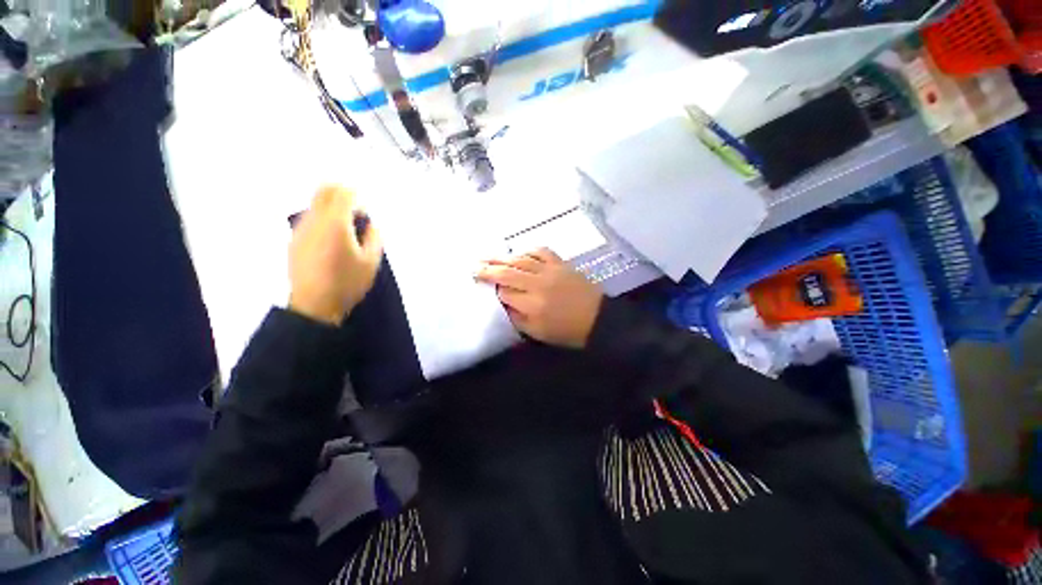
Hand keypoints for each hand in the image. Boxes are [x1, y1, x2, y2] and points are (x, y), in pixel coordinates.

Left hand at [289, 185, 382, 324]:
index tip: (365, 207)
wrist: (314, 305)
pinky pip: (309, 218)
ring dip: (331, 206)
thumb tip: (371, 224)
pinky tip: (332, 237)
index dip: (357, 194)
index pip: (344, 194)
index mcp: (336, 223)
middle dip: (341, 192)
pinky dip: (322, 218)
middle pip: (324, 191)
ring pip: (315, 203)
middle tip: (355, 207)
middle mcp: (314, 220)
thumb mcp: (371, 262)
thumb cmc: (347, 283)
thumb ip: (374, 237)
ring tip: (346, 226)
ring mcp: (301, 229)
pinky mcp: (294, 240)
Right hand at [476, 248, 603, 348]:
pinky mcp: (561, 263)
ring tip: (486, 256)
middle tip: (473, 266)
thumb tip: (503, 304)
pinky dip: (528, 250)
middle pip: (507, 272)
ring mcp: (550, 270)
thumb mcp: (539, 333)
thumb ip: (517, 318)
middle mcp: (538, 284)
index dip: (493, 291)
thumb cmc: (567, 331)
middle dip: (488, 269)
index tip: (484, 288)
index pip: (504, 293)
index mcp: (532, 305)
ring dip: (501, 257)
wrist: (598, 318)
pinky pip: (541, 251)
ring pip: (521, 259)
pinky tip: (519, 252)